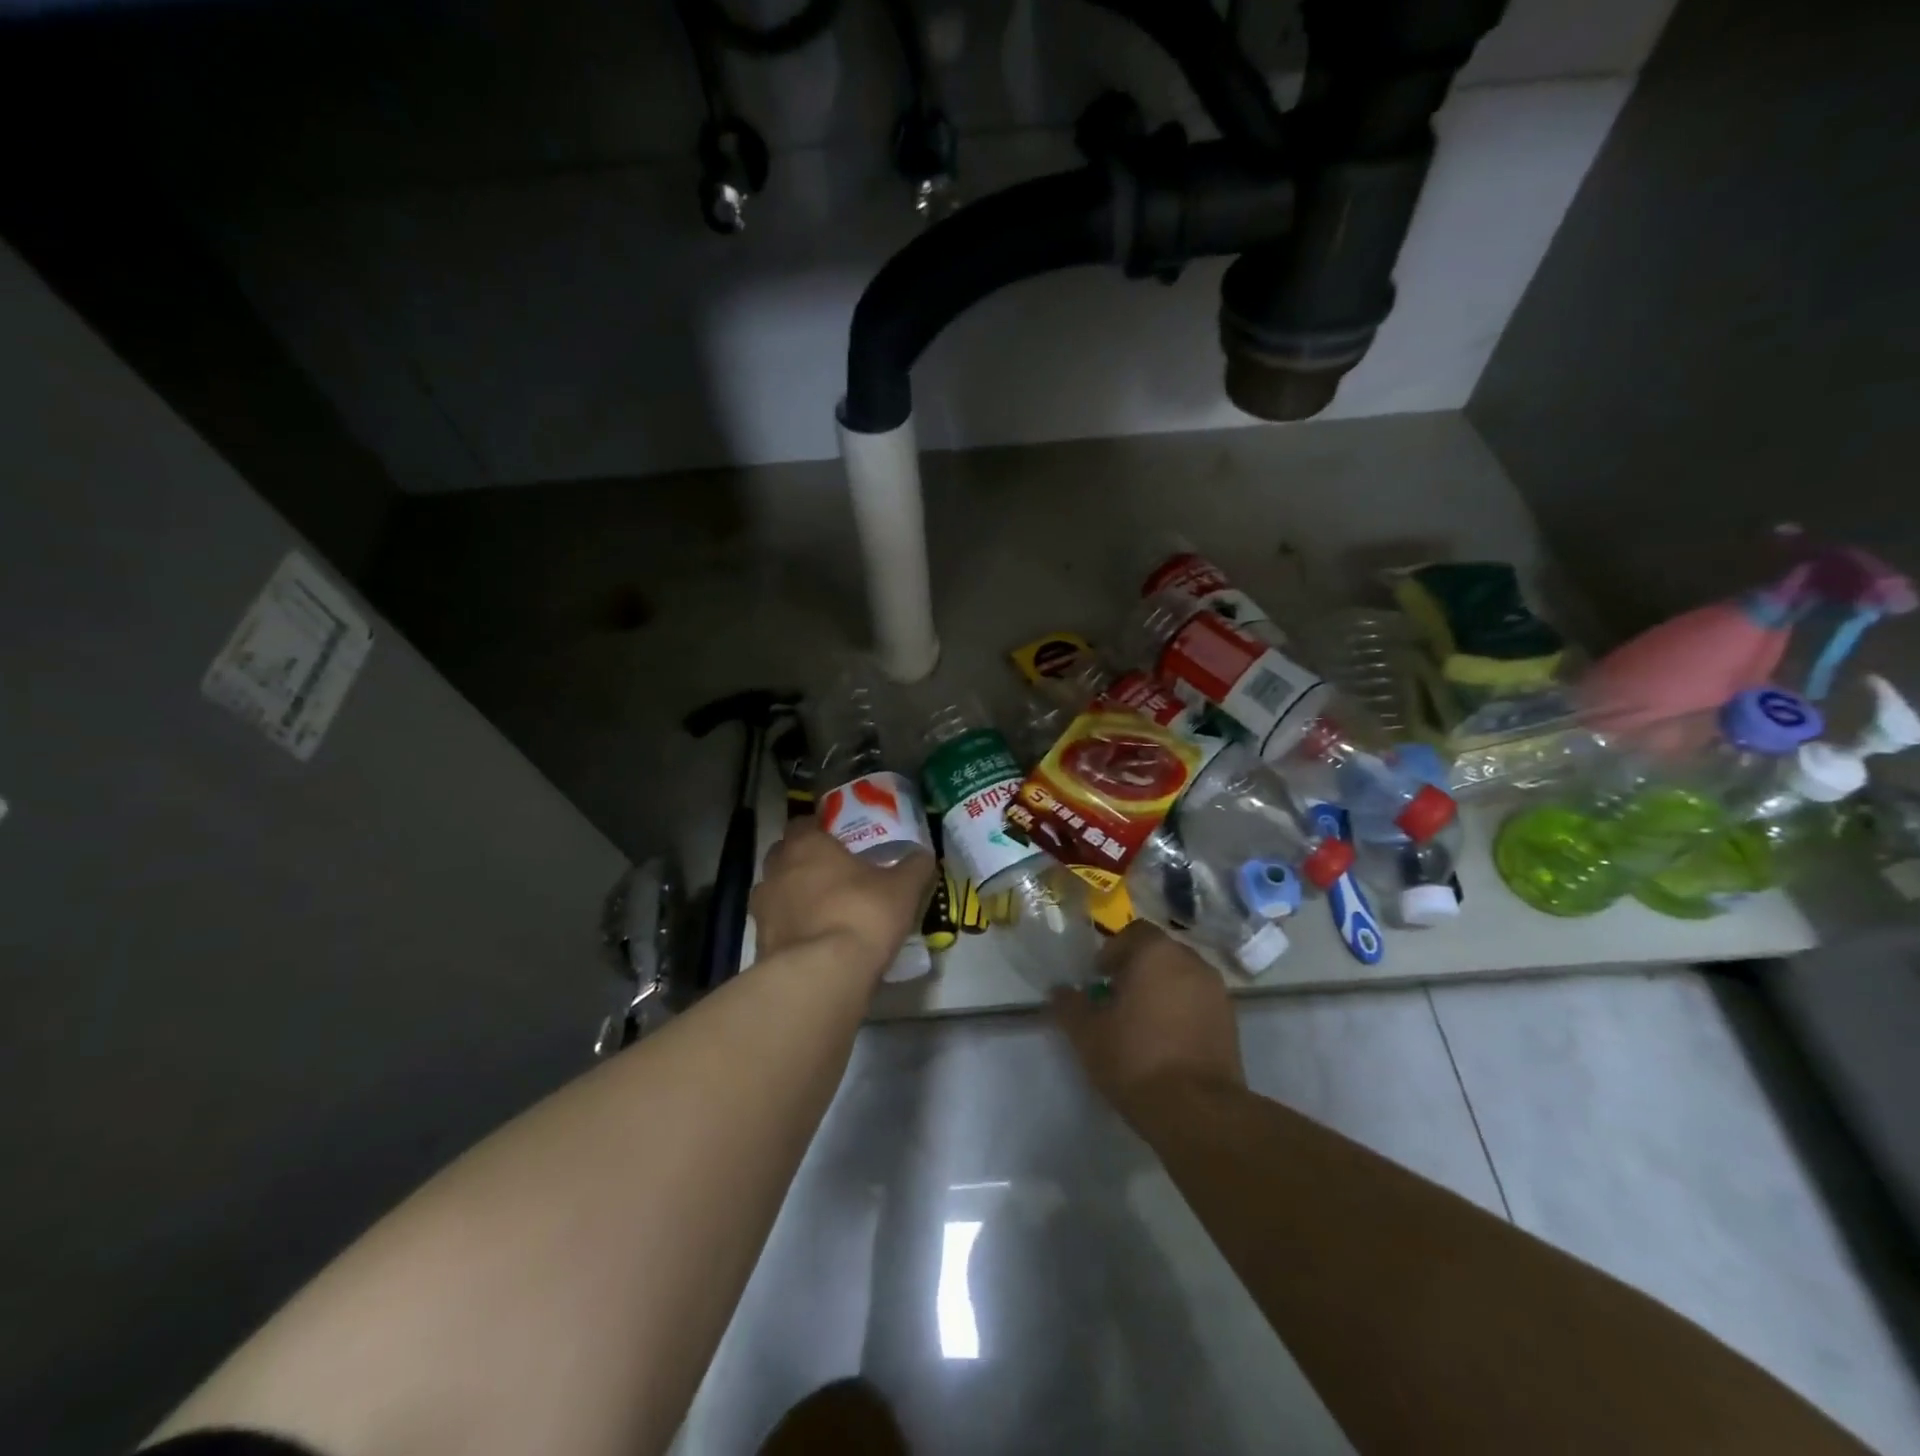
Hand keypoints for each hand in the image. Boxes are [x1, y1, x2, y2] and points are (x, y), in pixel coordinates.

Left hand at [752, 817, 934, 974]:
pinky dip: (793, 928)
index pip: (803, 823)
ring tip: (825, 909)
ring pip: (777, 891)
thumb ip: (914, 867)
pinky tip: (817, 940)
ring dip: (795, 895)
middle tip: (835, 873)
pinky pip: (777, 926)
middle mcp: (776, 870)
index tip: (839, 839)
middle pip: (785, 855)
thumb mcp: (902, 888)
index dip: (819, 829)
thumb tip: (923, 856)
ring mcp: (763, 907)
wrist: (821, 975)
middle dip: (804, 861)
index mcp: (806, 845)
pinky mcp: (760, 943)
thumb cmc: (862, 914)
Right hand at [1052, 922, 1243, 1116]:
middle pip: (1159, 953)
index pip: (1133, 932)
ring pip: (1181, 978)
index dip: (1112, 952)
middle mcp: (1191, 961)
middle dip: (1137, 970)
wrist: (1197, 1111)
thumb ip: (1070, 1005)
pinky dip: (1182, 1011)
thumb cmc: (1135, 1058)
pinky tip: (1166, 1041)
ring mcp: (1217, 992)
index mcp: (1156, 952)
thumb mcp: (1087, 1033)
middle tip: (1117, 999)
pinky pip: (1198, 1003)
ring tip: (1142, 1022)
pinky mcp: (1231, 1022)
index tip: (1098, 978)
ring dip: (1162, 990)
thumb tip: (1059, 991)